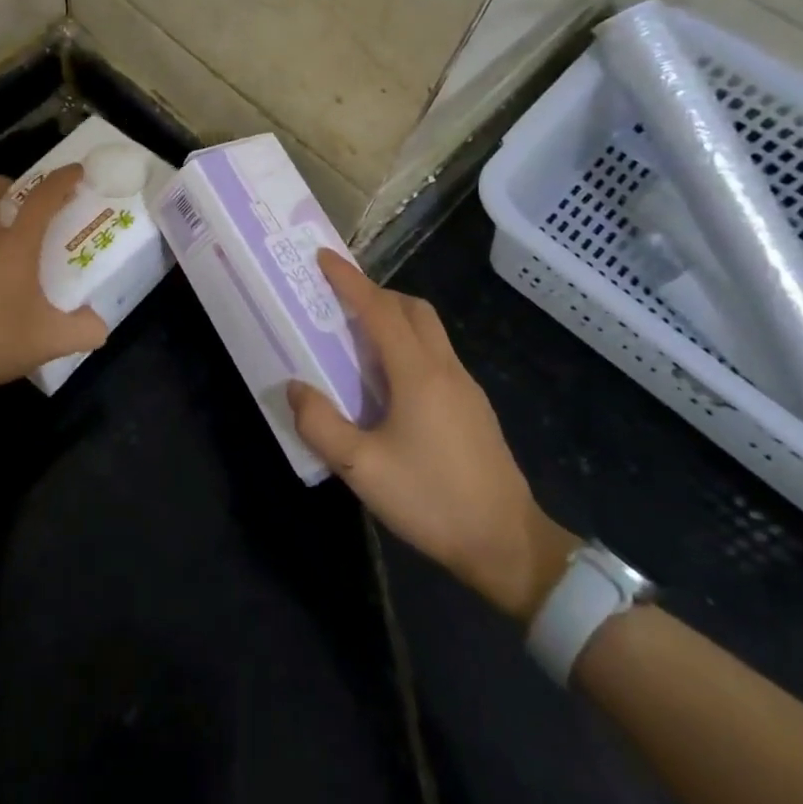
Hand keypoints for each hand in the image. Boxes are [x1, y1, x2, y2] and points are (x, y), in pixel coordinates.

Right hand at [288, 250, 576, 622]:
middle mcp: (445, 369)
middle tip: (338, 299)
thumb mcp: (361, 470)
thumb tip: (294, 387)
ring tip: (357, 337)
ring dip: (393, 317)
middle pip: (412, 309)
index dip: (350, 281)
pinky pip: (436, 355)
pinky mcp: (474, 408)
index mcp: (418, 374)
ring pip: (429, 330)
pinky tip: (389, 381)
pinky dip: (408, 344)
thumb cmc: (432, 501)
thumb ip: (321, 424)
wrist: (508, 546)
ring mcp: (466, 388)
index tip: (324, 258)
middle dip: (375, 292)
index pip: (380, 310)